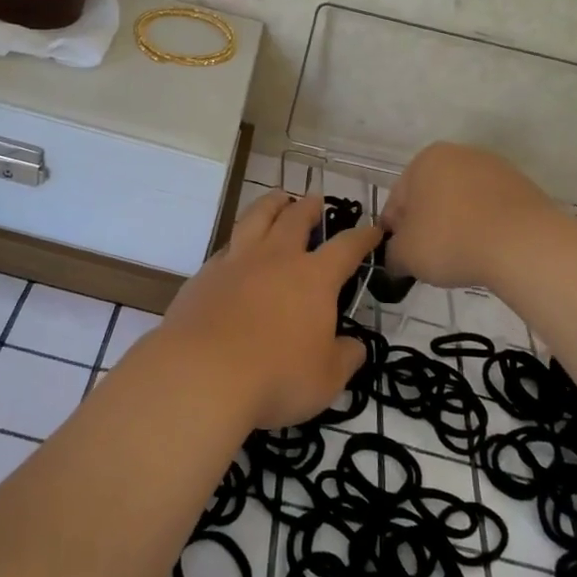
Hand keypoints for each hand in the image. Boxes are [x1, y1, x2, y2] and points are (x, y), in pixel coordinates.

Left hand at [153, 191, 381, 429]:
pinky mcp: (205, 275)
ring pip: (256, 218)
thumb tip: (354, 346)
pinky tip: (237, 247)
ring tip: (277, 198)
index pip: (346, 248)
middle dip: (309, 207)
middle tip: (315, 200)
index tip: (373, 230)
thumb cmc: (276, 377)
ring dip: (271, 204)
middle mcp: (276, 259)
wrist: (202, 373)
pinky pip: (227, 245)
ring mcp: (237, 262)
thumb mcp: (326, 379)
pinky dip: (239, 239)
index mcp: (314, 278)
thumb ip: (345, 357)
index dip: (363, 237)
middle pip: (295, 219)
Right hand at [380, 142, 559, 289]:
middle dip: (427, 225)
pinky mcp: (523, 187)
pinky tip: (486, 250)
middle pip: (431, 196)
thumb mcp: (405, 255)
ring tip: (461, 257)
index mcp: (425, 160)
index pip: (398, 200)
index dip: (395, 232)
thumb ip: (392, 254)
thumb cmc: (451, 240)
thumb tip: (397, 258)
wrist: (524, 245)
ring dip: (456, 225)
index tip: (401, 257)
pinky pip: (491, 210)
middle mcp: (459, 154)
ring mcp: (495, 168)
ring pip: (462, 202)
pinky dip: (484, 227)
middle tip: (429, 259)